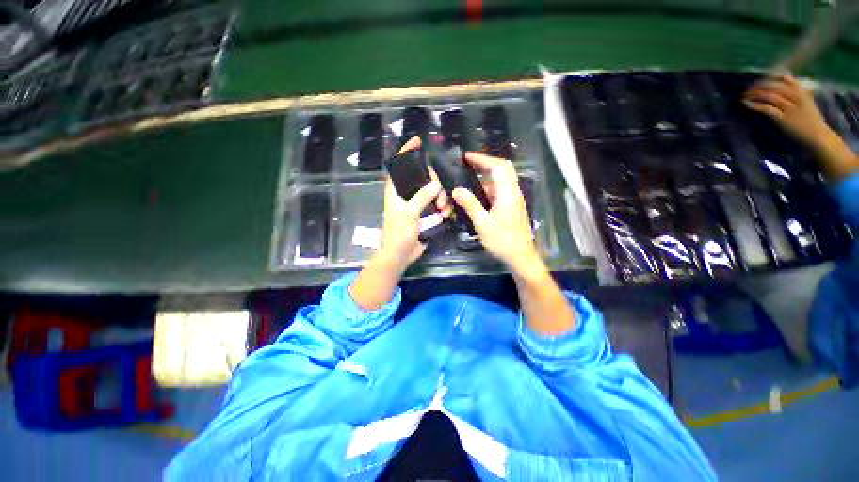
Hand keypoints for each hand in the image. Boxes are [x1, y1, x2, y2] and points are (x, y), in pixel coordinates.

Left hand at [376, 136, 449, 274]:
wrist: (400, 254)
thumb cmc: (398, 233)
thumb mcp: (408, 213)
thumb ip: (421, 197)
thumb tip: (436, 184)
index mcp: (396, 190)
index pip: (399, 166)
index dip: (407, 152)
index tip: (418, 140)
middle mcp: (406, 194)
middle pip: (423, 178)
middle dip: (435, 183)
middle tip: (441, 195)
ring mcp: (416, 204)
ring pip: (433, 192)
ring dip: (441, 198)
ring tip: (443, 209)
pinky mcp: (425, 214)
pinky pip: (437, 204)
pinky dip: (443, 208)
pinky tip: (446, 215)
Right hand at [450, 152, 538, 270]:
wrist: (520, 256)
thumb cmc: (502, 240)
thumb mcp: (482, 223)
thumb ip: (470, 204)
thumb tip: (456, 190)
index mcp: (507, 193)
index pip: (498, 167)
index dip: (483, 159)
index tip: (466, 157)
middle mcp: (512, 192)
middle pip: (502, 170)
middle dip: (485, 164)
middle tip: (468, 165)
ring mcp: (512, 199)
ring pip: (500, 181)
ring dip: (485, 176)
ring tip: (467, 177)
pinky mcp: (510, 207)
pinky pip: (498, 191)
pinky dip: (487, 187)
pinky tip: (475, 194)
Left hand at [743, 75, 834, 149]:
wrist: (819, 138)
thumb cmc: (813, 123)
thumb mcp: (808, 104)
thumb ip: (801, 94)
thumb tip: (789, 85)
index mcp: (803, 93)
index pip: (787, 80)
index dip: (771, 78)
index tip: (759, 80)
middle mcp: (797, 98)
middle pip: (776, 86)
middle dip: (760, 86)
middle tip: (748, 89)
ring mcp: (791, 108)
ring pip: (771, 96)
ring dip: (756, 95)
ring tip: (745, 96)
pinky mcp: (784, 119)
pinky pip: (768, 109)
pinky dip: (757, 105)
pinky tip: (748, 105)